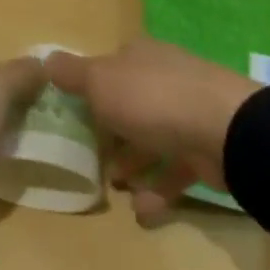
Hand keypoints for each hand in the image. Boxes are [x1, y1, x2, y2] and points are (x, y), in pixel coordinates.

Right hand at [47, 39, 260, 224]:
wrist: (224, 129)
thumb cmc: (152, 98)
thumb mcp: (101, 81)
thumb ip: (73, 74)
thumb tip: (46, 58)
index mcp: (140, 57)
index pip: (111, 67)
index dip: (92, 88)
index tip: (74, 115)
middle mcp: (164, 79)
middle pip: (131, 104)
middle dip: (112, 131)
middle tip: (92, 158)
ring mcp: (188, 114)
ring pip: (153, 138)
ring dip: (134, 163)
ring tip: (116, 187)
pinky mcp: (205, 149)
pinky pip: (175, 170)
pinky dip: (158, 190)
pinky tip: (142, 212)